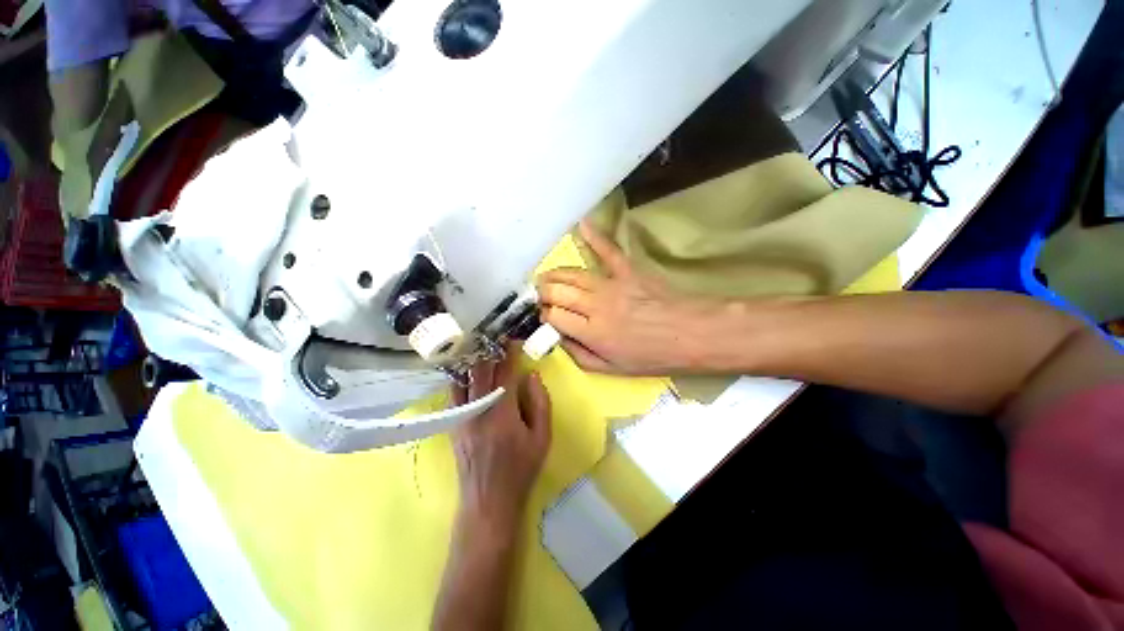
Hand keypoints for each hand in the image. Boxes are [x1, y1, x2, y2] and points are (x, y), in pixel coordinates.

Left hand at [451, 353, 551, 531]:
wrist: (488, 501)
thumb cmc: (521, 469)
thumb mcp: (542, 438)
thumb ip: (540, 403)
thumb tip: (531, 376)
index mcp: (502, 414)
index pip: (504, 374)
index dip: (509, 354)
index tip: (513, 340)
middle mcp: (477, 411)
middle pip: (480, 372)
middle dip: (489, 352)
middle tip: (497, 339)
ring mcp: (461, 417)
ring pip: (463, 380)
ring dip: (472, 362)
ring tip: (481, 348)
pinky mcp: (453, 424)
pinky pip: (455, 393)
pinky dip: (461, 377)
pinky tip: (467, 370)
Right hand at [537, 221, 717, 374]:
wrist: (689, 334)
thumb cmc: (651, 356)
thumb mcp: (612, 370)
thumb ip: (580, 356)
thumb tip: (560, 338)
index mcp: (592, 333)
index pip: (553, 315)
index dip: (543, 315)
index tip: (545, 316)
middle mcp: (595, 305)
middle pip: (556, 291)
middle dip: (542, 292)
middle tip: (539, 296)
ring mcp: (611, 284)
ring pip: (571, 273)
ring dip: (553, 274)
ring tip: (545, 278)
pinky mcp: (627, 270)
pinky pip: (607, 250)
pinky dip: (594, 237)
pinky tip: (581, 226)